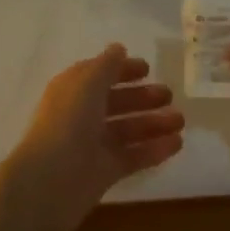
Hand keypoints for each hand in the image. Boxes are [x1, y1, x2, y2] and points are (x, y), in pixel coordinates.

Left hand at [0, 44, 183, 230]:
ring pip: (127, 129)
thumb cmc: (68, 123)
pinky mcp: (104, 172)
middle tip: (170, 95)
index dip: (121, 70)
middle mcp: (81, 115)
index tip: (148, 68)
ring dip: (153, 123)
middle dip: (142, 97)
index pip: (99, 75)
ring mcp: (92, 145)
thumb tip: (118, 48)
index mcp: (72, 91)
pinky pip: (133, 156)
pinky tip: (177, 144)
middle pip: (115, 102)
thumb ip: (106, 66)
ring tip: (180, 120)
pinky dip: (154, 149)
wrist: (49, 182)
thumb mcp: (87, 84)